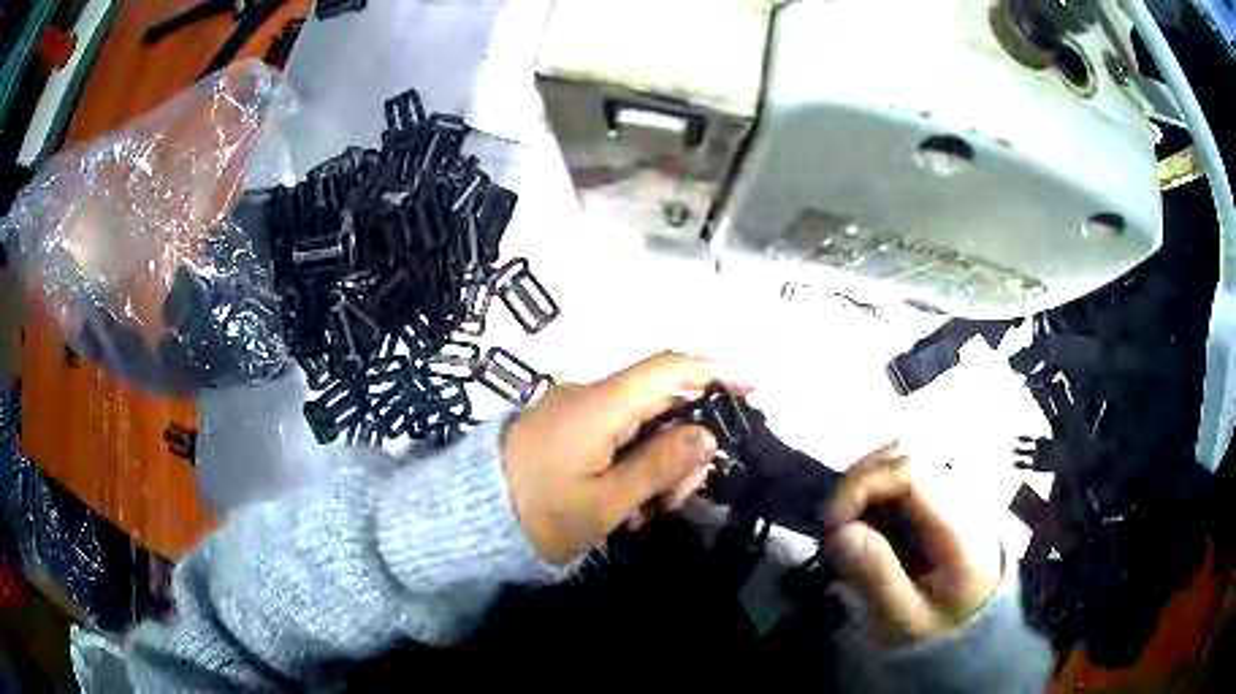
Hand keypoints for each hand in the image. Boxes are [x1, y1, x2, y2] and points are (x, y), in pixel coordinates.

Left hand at [503, 352, 744, 564]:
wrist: (470, 519)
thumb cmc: (538, 516)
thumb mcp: (605, 503)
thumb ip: (659, 466)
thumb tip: (707, 435)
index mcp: (599, 406)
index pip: (669, 368)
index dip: (718, 368)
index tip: (758, 384)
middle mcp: (589, 396)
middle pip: (662, 401)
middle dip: (685, 446)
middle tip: (678, 500)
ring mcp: (576, 410)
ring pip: (643, 422)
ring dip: (660, 463)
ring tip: (648, 513)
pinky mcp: (568, 427)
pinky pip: (618, 434)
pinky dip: (636, 464)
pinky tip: (631, 503)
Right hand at [822, 444, 1001, 644]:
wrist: (976, 636)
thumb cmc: (938, 633)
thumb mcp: (904, 620)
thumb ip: (876, 577)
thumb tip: (840, 531)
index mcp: (960, 529)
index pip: (914, 473)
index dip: (865, 484)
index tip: (832, 522)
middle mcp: (964, 499)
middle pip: (911, 454)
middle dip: (862, 477)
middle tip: (833, 520)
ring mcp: (958, 496)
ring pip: (909, 458)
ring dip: (869, 480)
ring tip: (846, 519)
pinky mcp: (948, 503)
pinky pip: (910, 477)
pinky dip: (880, 489)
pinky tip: (866, 520)